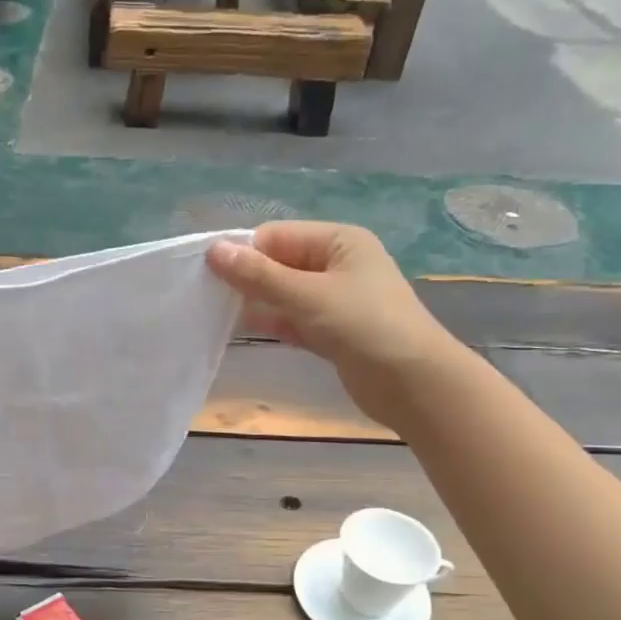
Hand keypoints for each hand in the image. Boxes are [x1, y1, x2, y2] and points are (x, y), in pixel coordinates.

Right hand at [207, 222, 458, 427]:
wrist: (413, 383)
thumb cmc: (365, 326)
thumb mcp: (308, 295)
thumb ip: (259, 276)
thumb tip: (214, 251)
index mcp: (339, 241)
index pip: (278, 236)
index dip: (243, 252)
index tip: (206, 273)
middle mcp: (338, 265)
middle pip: (280, 263)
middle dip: (247, 277)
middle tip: (206, 295)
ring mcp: (336, 300)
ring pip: (285, 294)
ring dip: (257, 302)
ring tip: (216, 312)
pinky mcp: (332, 332)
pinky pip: (294, 319)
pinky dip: (273, 322)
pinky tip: (243, 329)